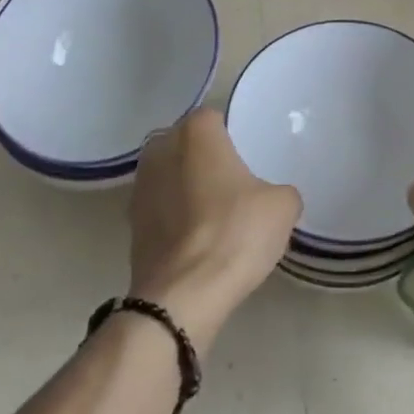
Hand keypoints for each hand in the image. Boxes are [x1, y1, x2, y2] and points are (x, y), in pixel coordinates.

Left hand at [128, 108, 301, 348]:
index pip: (215, 117)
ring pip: (170, 174)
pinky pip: (160, 207)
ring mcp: (139, 186)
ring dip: (187, 186)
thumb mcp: (282, 207)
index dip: (233, 134)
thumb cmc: (235, 233)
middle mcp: (160, 148)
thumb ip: (281, 190)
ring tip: (215, 212)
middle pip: (187, 143)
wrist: (183, 296)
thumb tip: (274, 199)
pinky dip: (175, 216)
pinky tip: (197, 237)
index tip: (249, 156)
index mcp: (196, 132)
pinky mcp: (130, 223)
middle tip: (234, 181)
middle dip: (205, 157)